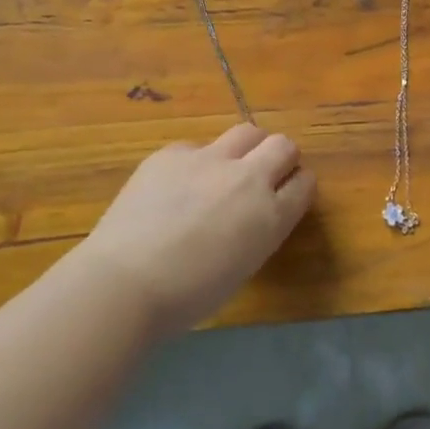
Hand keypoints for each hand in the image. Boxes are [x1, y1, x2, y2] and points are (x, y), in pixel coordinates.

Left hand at [77, 123, 315, 337]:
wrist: (124, 283)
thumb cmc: (187, 296)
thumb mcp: (242, 267)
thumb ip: (257, 232)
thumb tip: (251, 217)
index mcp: (271, 216)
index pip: (305, 183)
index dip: (297, 186)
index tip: (287, 194)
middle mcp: (248, 179)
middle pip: (283, 146)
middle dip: (280, 158)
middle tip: (262, 177)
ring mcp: (209, 160)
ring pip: (246, 132)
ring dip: (245, 149)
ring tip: (225, 171)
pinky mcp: (172, 153)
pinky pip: (196, 147)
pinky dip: (195, 163)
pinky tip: (174, 188)